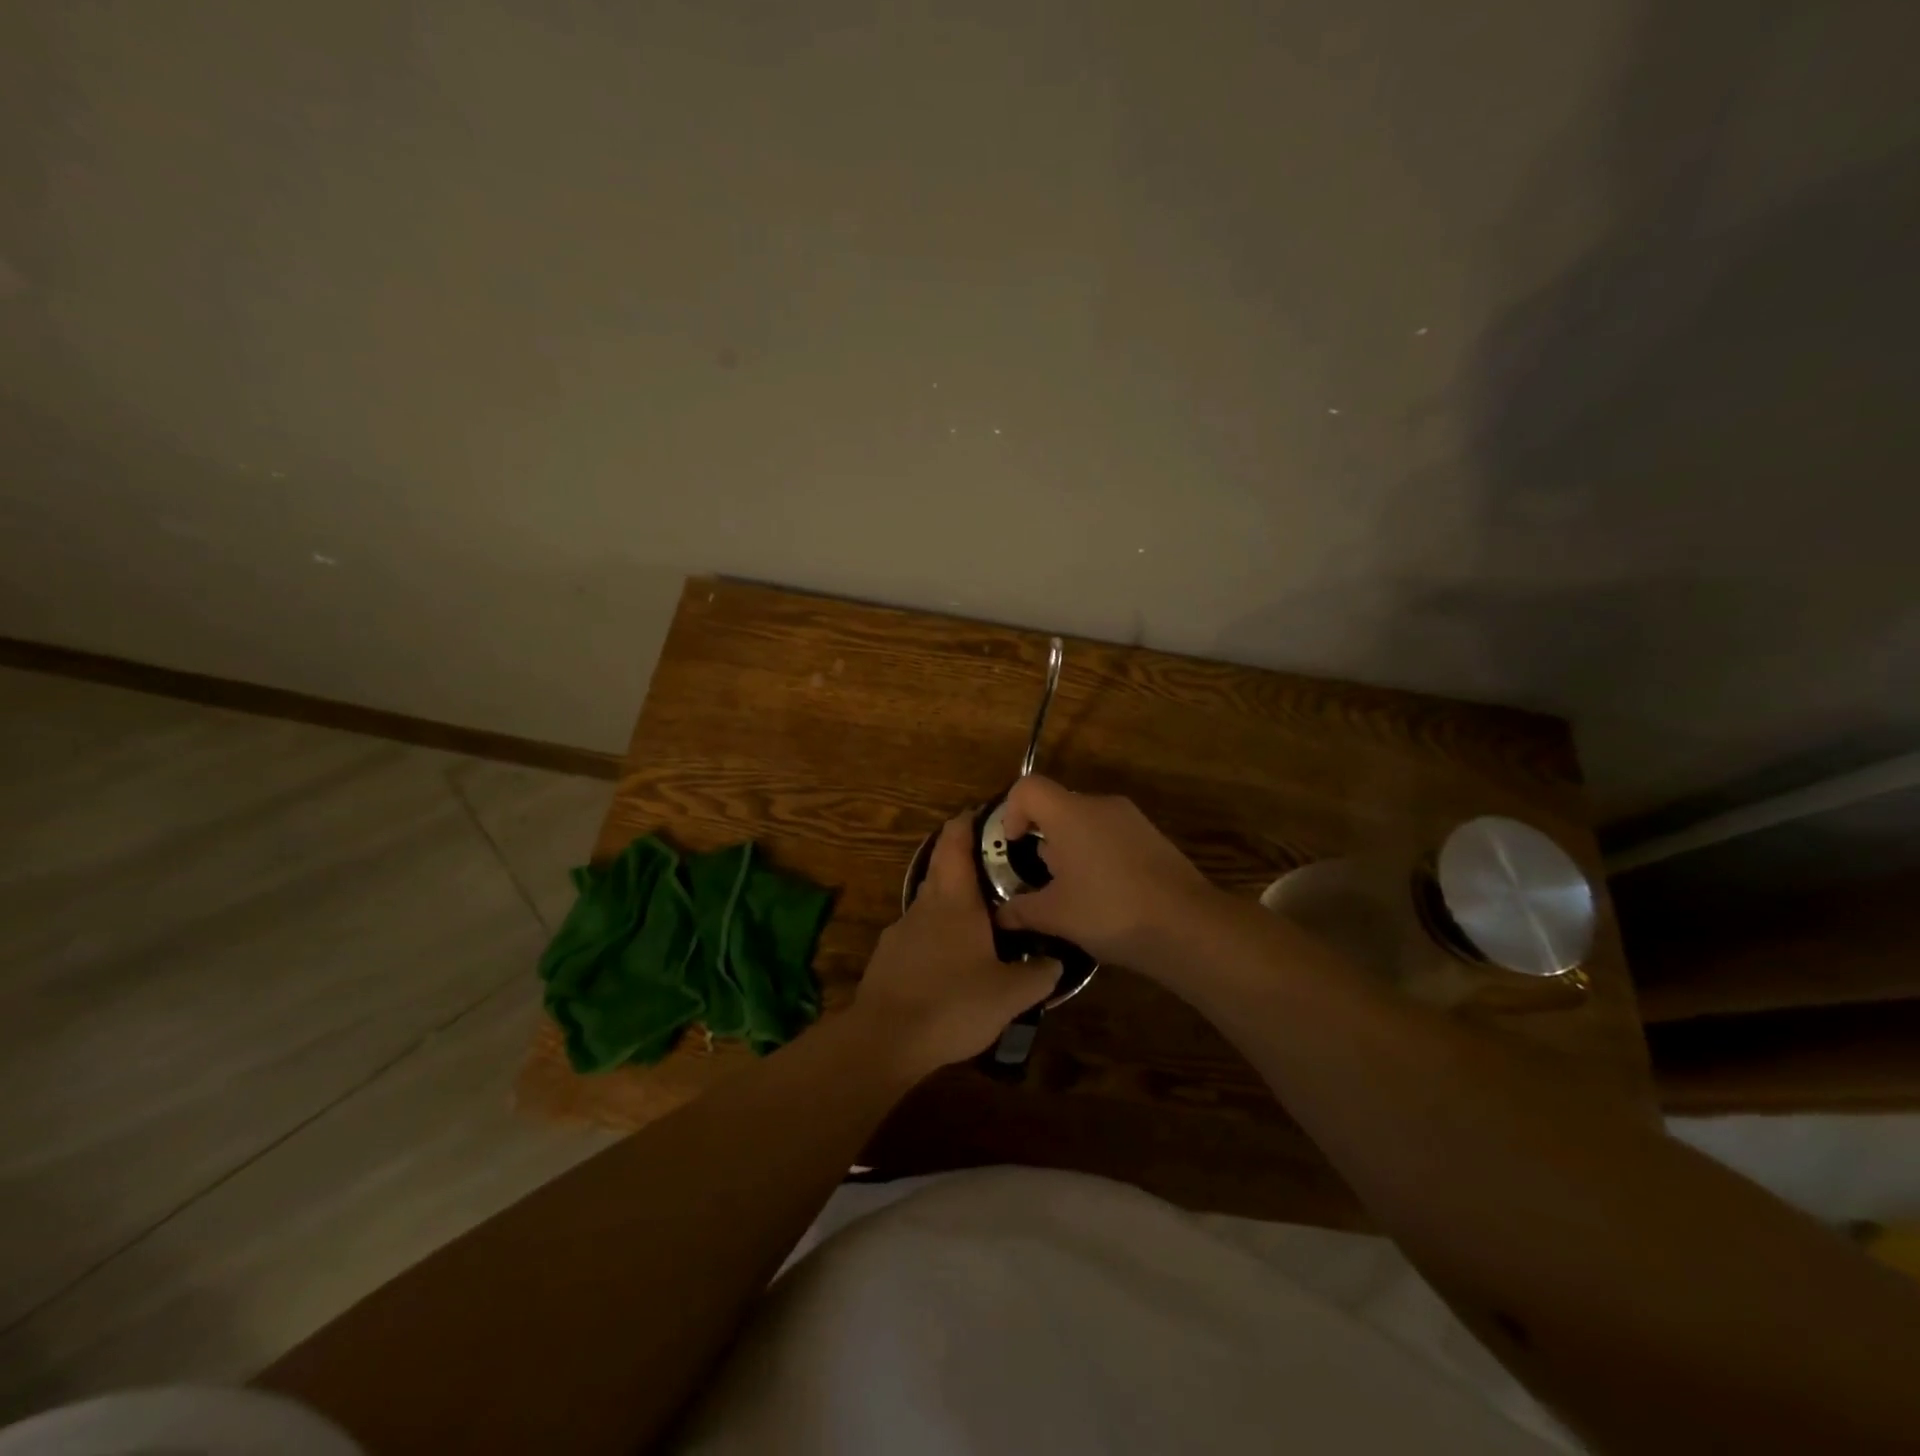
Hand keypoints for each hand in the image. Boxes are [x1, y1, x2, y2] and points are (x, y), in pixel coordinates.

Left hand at [852, 814, 1058, 1077]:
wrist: (885, 1039)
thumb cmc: (952, 1003)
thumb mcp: (1010, 995)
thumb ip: (1038, 975)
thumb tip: (1056, 961)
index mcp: (954, 900)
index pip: (955, 842)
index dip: (967, 822)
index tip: (984, 814)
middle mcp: (925, 905)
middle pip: (941, 867)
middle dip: (962, 858)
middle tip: (995, 865)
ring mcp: (901, 930)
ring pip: (929, 901)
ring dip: (951, 899)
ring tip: (980, 916)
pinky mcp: (887, 957)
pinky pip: (918, 932)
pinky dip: (936, 932)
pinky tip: (951, 959)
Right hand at [995, 775, 1215, 969]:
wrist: (1188, 926)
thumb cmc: (1110, 911)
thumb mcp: (1056, 916)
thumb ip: (1022, 910)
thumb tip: (1001, 915)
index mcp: (1070, 813)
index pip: (1028, 788)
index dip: (1011, 811)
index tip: (1014, 845)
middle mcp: (1101, 805)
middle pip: (1058, 805)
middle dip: (1043, 838)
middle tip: (1042, 878)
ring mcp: (1132, 819)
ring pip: (1086, 822)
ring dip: (1071, 849)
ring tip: (1073, 892)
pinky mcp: (1154, 837)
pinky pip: (1112, 835)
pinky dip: (1098, 855)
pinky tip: (1105, 895)